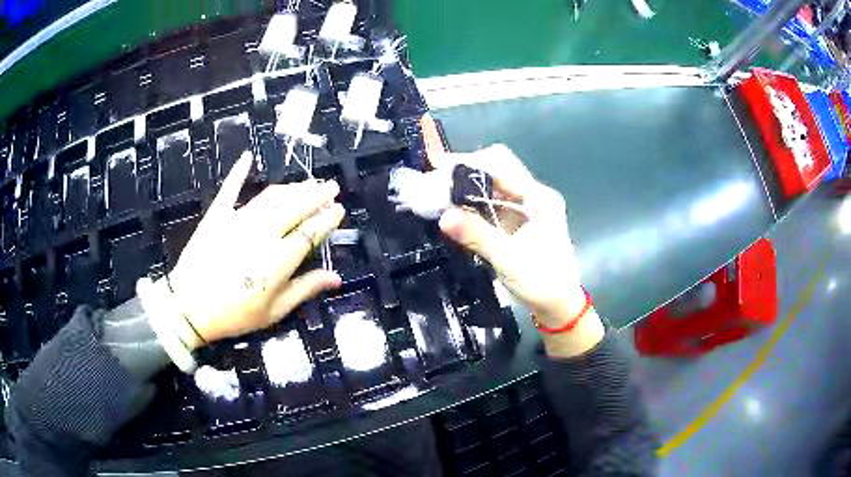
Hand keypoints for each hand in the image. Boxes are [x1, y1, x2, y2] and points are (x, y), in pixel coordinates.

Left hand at [151, 151, 344, 348]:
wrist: (189, 308)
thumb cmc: (234, 315)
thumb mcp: (274, 311)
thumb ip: (305, 289)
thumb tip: (336, 278)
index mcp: (279, 258)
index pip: (310, 232)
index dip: (327, 219)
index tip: (339, 209)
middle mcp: (263, 232)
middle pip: (296, 207)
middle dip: (317, 195)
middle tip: (331, 186)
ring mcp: (238, 220)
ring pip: (271, 197)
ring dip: (292, 188)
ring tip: (306, 183)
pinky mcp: (217, 215)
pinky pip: (230, 188)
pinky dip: (239, 171)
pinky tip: (247, 156)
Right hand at [434, 145, 603, 356]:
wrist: (557, 306)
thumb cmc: (542, 283)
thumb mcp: (508, 259)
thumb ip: (477, 235)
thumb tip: (443, 216)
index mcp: (539, 198)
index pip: (502, 164)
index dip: (470, 162)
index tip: (439, 168)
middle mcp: (533, 196)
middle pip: (496, 170)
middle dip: (465, 172)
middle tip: (434, 181)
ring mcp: (525, 209)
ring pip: (491, 187)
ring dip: (465, 188)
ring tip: (437, 194)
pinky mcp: (516, 222)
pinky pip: (490, 204)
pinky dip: (471, 204)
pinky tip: (453, 210)